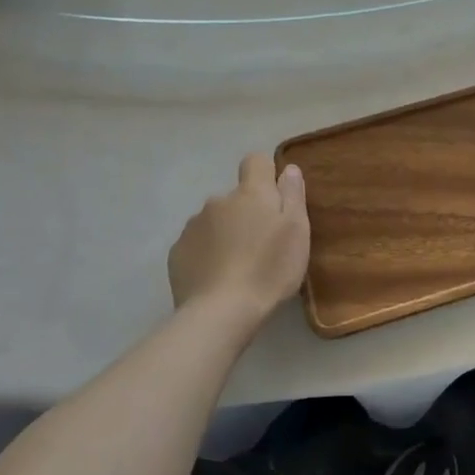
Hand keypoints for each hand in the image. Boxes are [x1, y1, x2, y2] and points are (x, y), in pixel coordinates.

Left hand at [168, 154, 309, 334]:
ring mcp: (193, 226)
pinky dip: (206, 254)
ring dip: (225, 233)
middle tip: (261, 245)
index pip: (255, 161)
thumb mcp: (296, 230)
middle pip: (236, 197)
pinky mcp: (177, 252)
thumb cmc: (269, 269)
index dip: (265, 175)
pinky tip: (216, 277)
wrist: (221, 312)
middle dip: (246, 212)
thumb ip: (293, 194)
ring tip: (237, 266)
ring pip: (215, 221)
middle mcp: (218, 201)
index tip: (275, 200)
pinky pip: (197, 244)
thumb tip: (288, 168)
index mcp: (250, 193)